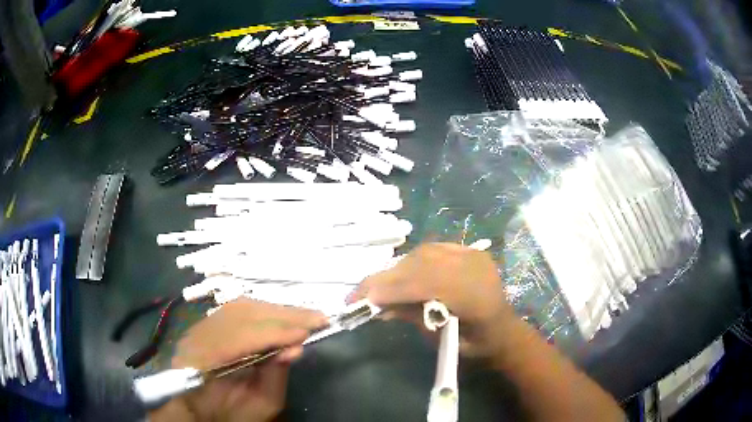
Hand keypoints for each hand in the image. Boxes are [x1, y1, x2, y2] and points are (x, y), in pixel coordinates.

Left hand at [150, 299, 327, 421]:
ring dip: (277, 310)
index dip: (272, 333)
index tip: (305, 333)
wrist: (203, 409)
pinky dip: (266, 311)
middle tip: (318, 318)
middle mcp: (196, 336)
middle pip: (239, 313)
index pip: (238, 338)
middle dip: (281, 315)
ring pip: (240, 306)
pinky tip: (285, 316)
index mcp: (201, 362)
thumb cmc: (231, 413)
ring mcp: (200, 326)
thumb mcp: (259, 405)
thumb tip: (295, 348)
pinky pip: (238, 310)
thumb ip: (274, 376)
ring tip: (307, 316)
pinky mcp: (209, 323)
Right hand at [349, 243, 513, 356]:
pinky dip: (412, 261)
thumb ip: (414, 318)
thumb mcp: (444, 340)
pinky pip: (433, 250)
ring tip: (377, 285)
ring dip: (397, 269)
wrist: (505, 332)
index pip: (428, 285)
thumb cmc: (477, 346)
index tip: (364, 299)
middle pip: (422, 265)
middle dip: (388, 277)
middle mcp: (476, 269)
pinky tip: (400, 273)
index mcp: (476, 297)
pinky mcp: (470, 251)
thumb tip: (380, 306)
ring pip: (425, 253)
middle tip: (360, 292)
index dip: (394, 289)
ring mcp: (474, 256)